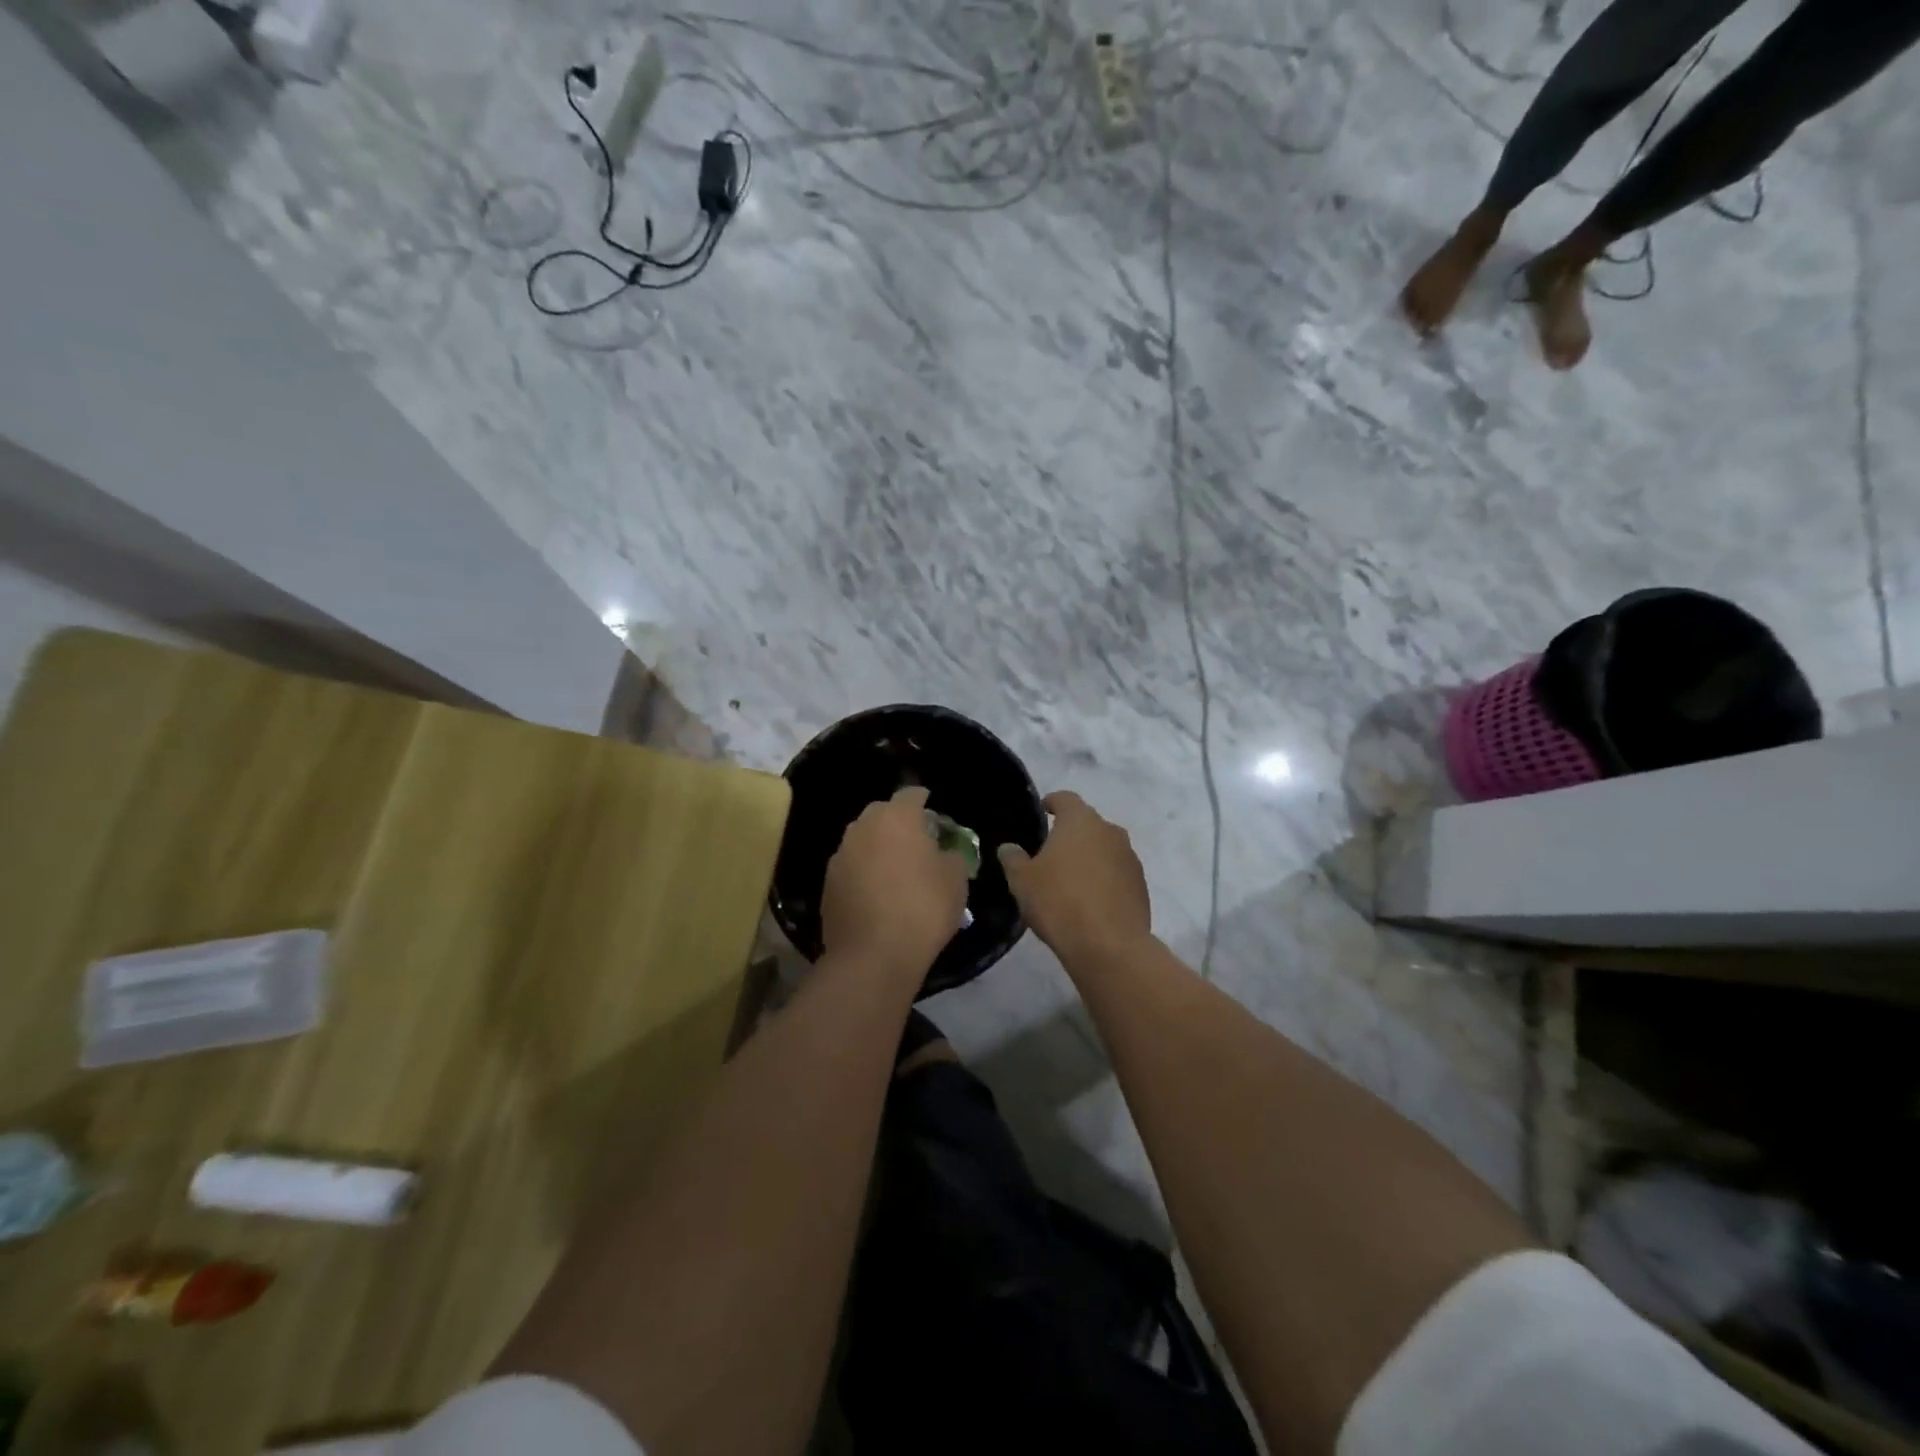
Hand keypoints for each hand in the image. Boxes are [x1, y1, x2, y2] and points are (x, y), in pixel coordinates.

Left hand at [821, 786, 969, 979]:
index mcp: (896, 818)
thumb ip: (951, 855)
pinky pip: (851, 866)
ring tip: (895, 867)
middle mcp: (863, 828)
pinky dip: (863, 871)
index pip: (911, 794)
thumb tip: (943, 851)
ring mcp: (840, 855)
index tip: (933, 810)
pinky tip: (876, 892)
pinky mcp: (827, 884)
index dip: (924, 800)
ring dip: (878, 846)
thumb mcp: (956, 881)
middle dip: (898, 821)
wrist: (872, 957)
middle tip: (916, 840)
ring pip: (862, 839)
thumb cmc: (922, 910)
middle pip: (882, 813)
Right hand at [997, 791, 1150, 964]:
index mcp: (1080, 821)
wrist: (1109, 946)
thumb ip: (1013, 858)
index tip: (1042, 811)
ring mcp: (1129, 857)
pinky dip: (1104, 878)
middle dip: (1071, 833)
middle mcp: (1109, 831)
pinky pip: (1117, 872)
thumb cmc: (1059, 902)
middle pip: (1087, 823)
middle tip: (1051, 851)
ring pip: (1105, 847)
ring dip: (1089, 856)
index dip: (1052, 803)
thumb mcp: (1022, 881)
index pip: (1065, 798)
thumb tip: (1009, 847)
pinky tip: (1090, 900)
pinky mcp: (1141, 885)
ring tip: (1071, 878)